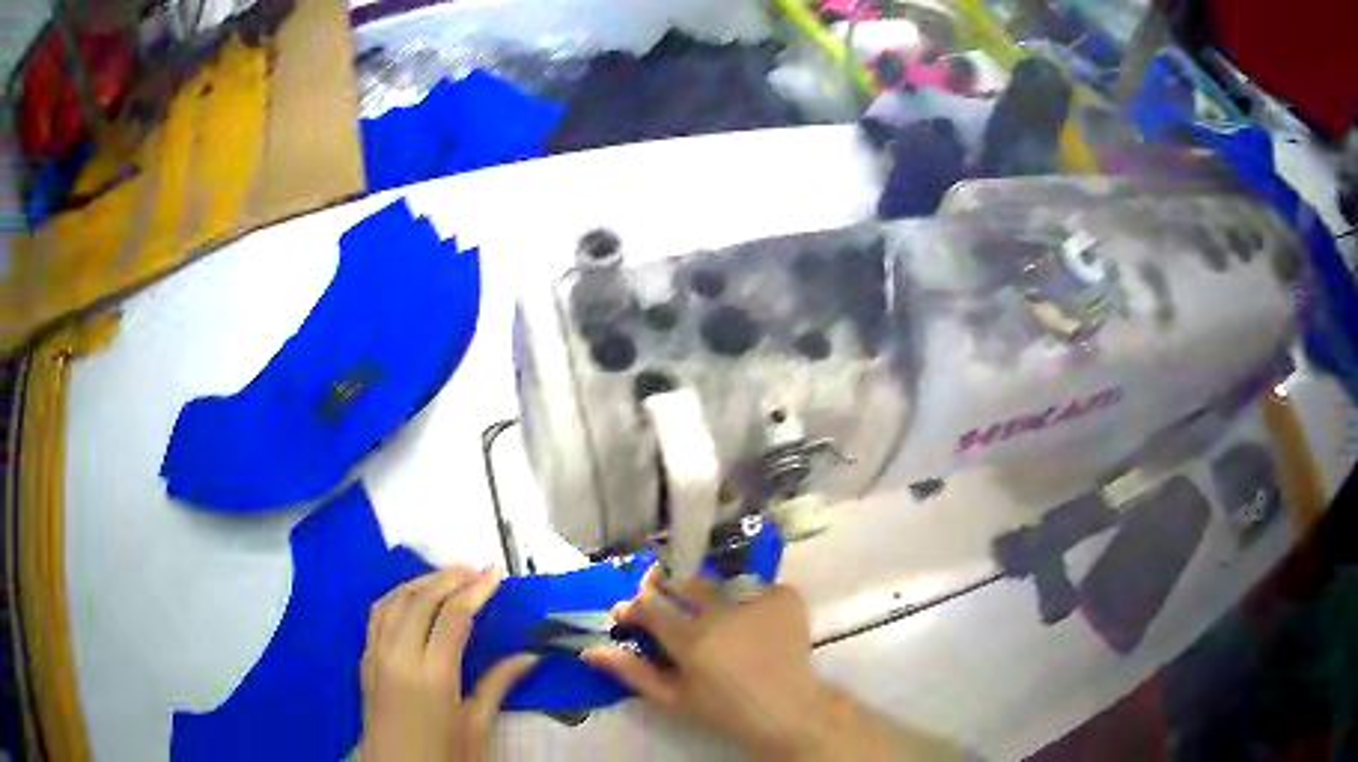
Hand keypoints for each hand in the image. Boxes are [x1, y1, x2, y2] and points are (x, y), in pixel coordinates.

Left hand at [361, 567, 538, 761]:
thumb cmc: (445, 758)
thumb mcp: (477, 728)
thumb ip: (498, 686)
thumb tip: (529, 656)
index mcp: (433, 676)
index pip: (454, 616)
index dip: (476, 590)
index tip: (496, 573)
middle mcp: (399, 656)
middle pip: (420, 599)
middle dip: (449, 577)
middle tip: (476, 570)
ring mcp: (376, 656)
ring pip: (393, 601)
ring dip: (420, 582)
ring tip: (447, 578)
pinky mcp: (364, 662)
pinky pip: (376, 616)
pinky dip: (396, 597)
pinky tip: (411, 599)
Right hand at [585, 569, 961, 760]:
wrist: (789, 710)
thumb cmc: (725, 710)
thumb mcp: (674, 698)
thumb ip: (632, 672)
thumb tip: (591, 650)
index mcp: (691, 639)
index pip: (650, 606)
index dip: (635, 606)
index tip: (629, 612)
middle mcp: (722, 612)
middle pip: (686, 584)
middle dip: (671, 588)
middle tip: (671, 602)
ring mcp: (757, 601)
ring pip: (722, 584)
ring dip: (713, 596)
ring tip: (720, 619)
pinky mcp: (786, 598)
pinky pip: (758, 589)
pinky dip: (752, 602)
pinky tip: (754, 623)